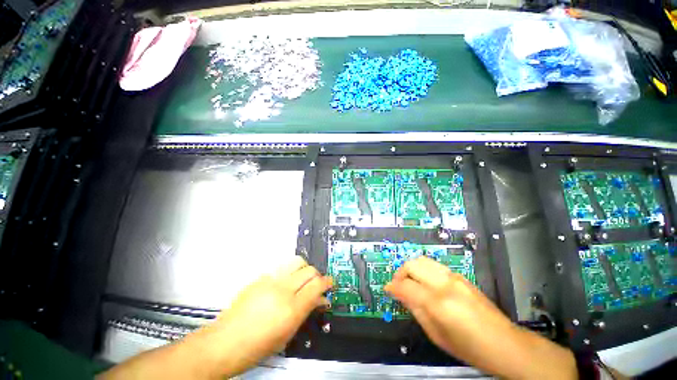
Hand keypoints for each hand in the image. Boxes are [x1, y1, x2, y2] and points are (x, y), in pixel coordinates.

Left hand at [100, 256, 331, 379]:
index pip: (317, 285)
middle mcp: (283, 289)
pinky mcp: (260, 277)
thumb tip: (320, 300)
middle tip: (316, 284)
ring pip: (296, 262)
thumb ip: (306, 311)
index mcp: (291, 308)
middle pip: (309, 270)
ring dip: (304, 269)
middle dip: (317, 275)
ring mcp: (270, 280)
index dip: (327, 282)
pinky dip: (288, 274)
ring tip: (302, 279)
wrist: (225, 342)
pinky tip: (282, 285)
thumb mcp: (287, 334)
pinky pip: (281, 269)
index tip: (330, 283)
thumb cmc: (258, 346)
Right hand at [385, 256, 575, 379]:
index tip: (387, 289)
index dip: (392, 287)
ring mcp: (454, 277)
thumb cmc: (469, 347)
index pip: (405, 285)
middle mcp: (444, 284)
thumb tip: (400, 295)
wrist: (504, 343)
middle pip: (412, 264)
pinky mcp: (460, 276)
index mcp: (437, 302)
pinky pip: (434, 265)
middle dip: (400, 273)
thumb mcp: (436, 335)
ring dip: (411, 268)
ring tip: (410, 281)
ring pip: (422, 260)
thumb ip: (416, 310)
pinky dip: (423, 270)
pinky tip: (425, 282)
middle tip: (397, 285)